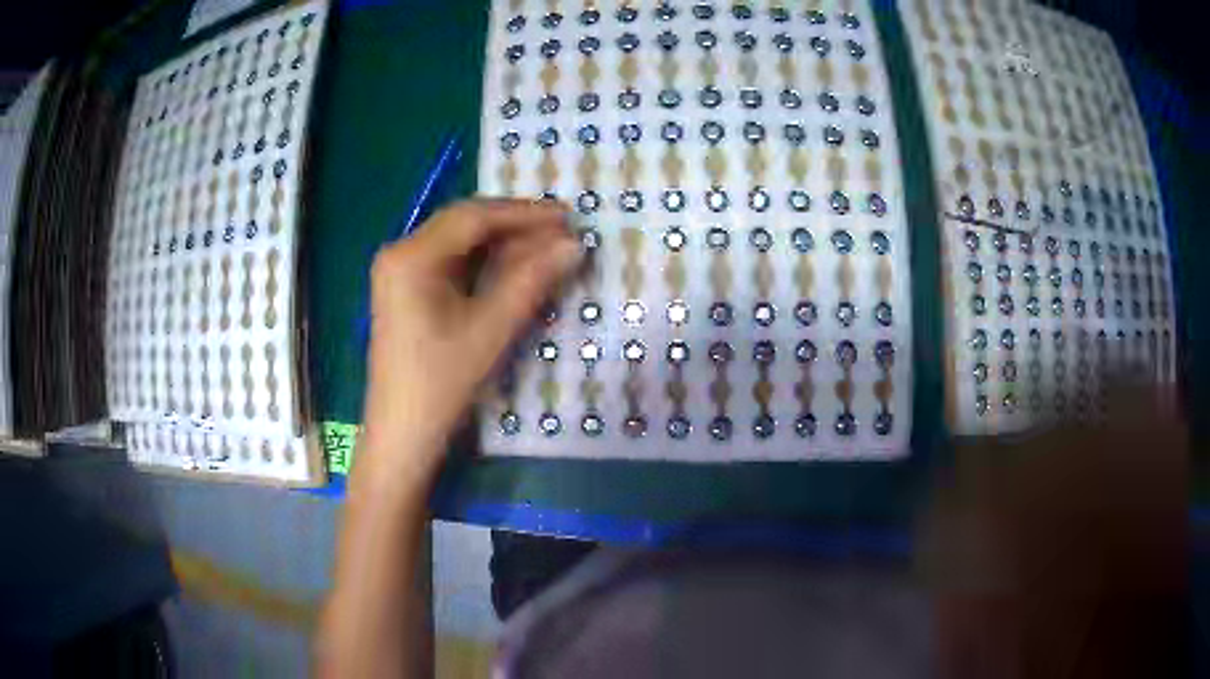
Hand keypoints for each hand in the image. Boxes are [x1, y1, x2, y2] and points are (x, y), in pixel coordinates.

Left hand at [359, 198, 580, 480]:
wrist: (403, 435)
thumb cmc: (442, 383)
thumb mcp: (490, 329)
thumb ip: (532, 281)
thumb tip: (574, 245)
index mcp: (411, 256)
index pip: (473, 217)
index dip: (524, 213)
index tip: (568, 217)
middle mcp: (400, 252)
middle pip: (464, 224)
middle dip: (514, 226)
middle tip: (563, 232)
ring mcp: (400, 272)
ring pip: (460, 243)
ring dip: (503, 244)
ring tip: (547, 249)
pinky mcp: (407, 290)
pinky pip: (451, 263)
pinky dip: (485, 263)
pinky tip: (515, 268)